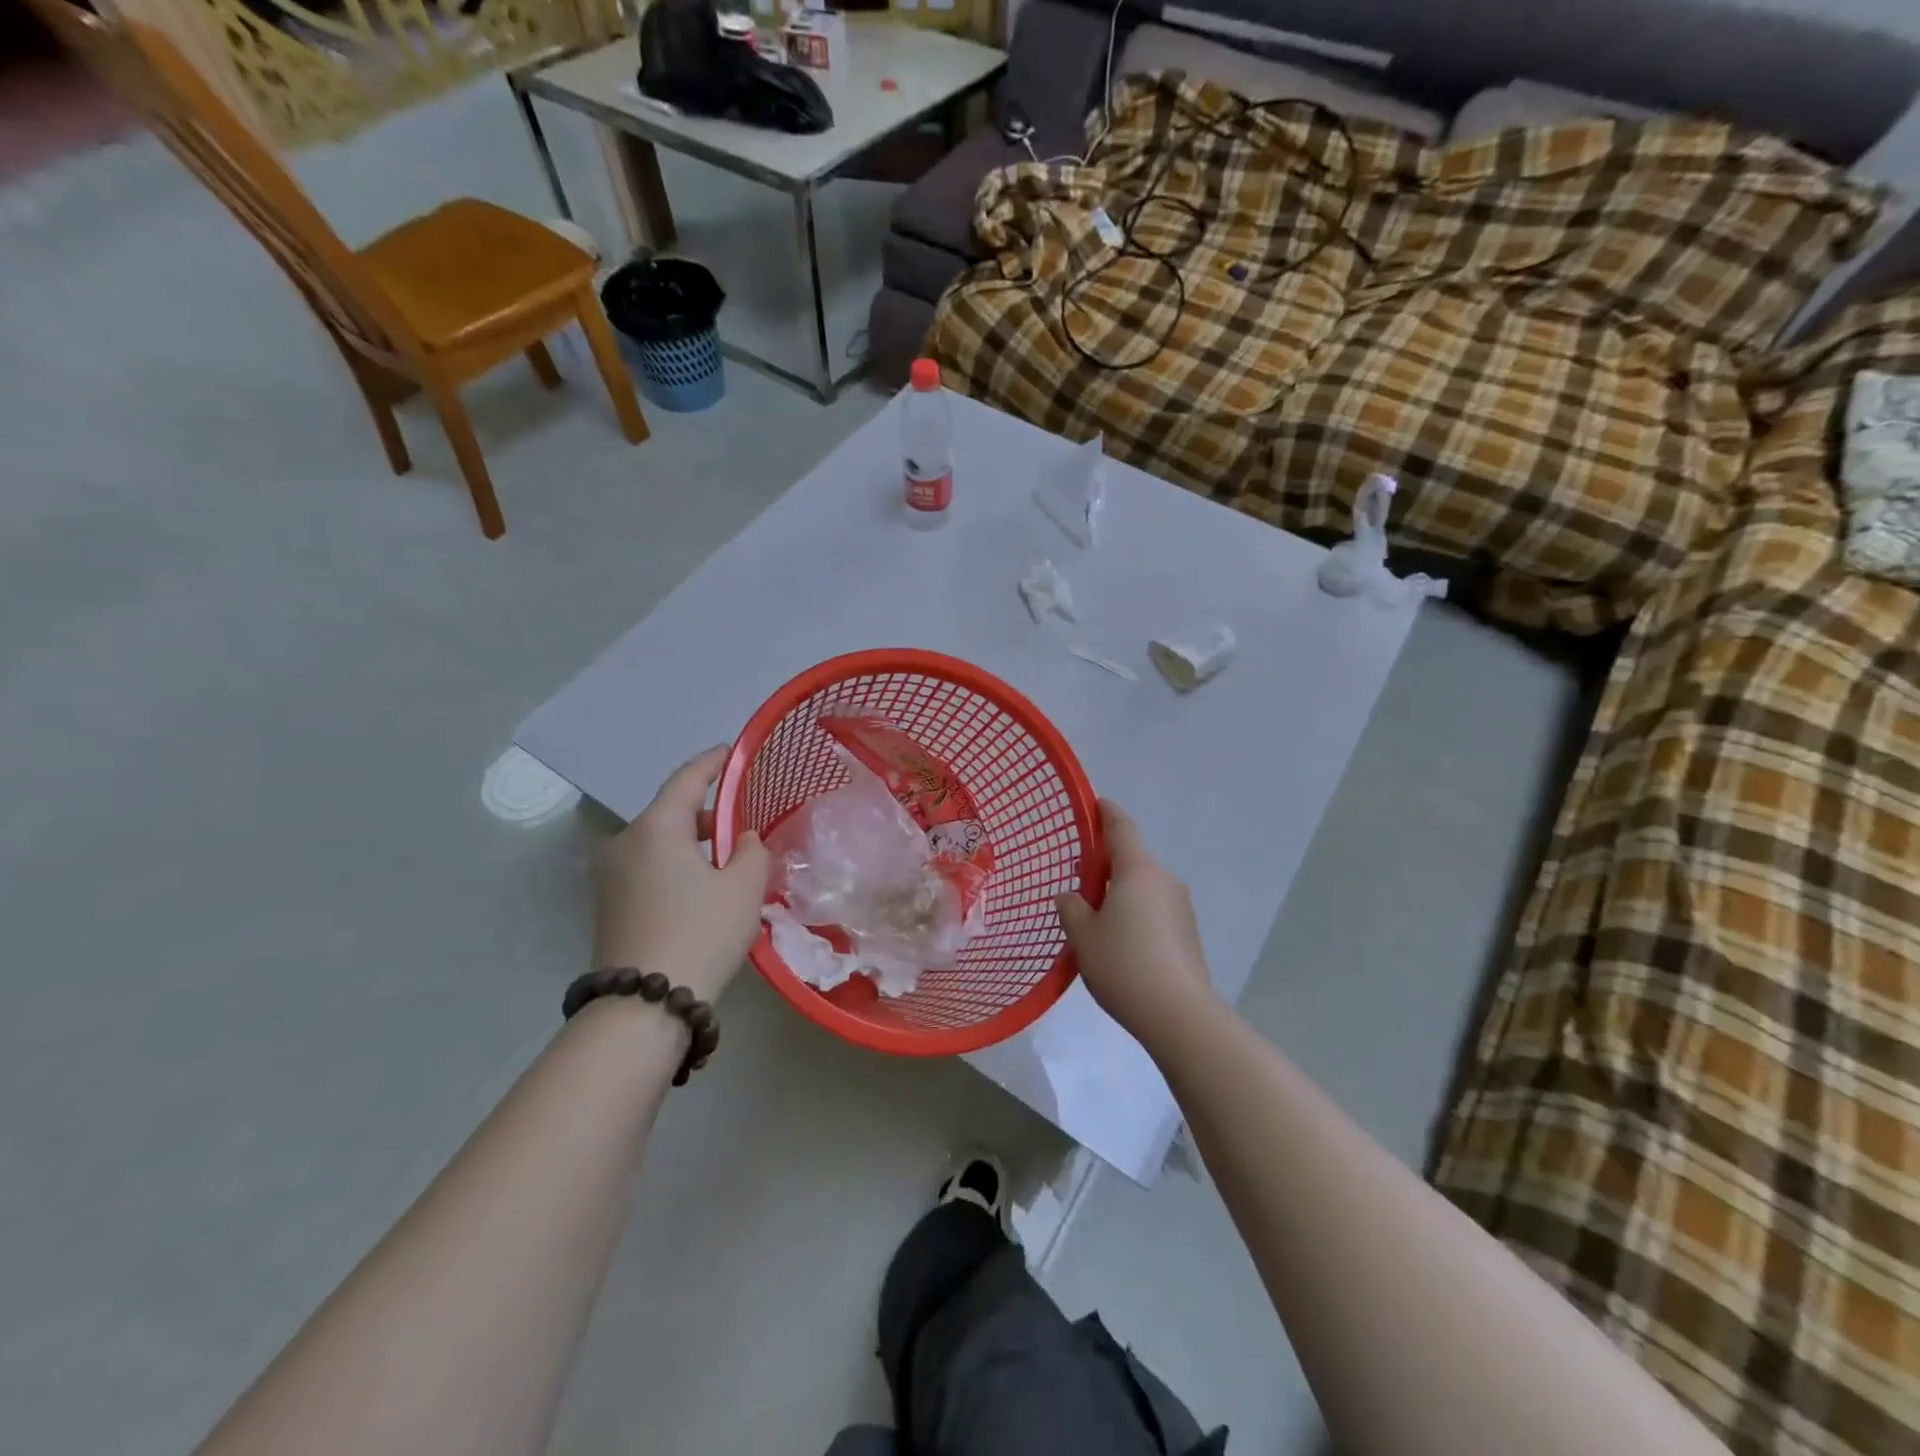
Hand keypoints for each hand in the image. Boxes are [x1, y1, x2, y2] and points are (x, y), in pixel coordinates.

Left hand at [592, 746, 768, 1002]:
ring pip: (656, 843)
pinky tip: (699, 890)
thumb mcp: (745, 887)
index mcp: (655, 828)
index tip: (731, 752)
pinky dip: (673, 866)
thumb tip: (740, 841)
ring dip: (689, 844)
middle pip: (668, 812)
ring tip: (725, 862)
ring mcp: (608, 876)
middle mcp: (623, 843)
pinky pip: (646, 868)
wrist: (644, 1004)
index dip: (712, 763)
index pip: (686, 779)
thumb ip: (751, 851)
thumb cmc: (701, 932)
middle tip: (739, 823)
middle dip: (705, 813)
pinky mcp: (606, 906)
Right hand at [1057, 800, 1218, 1041]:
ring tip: (1094, 917)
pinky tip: (1119, 942)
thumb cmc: (1124, 964)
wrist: (1179, 1014)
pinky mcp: (1188, 933)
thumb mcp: (1083, 936)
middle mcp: (1164, 880)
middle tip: (1079, 878)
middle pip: (1132, 859)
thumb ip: (1071, 908)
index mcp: (1138, 870)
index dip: (1106, 813)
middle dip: (1106, 863)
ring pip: (1143, 887)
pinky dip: (1135, 913)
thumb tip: (1071, 897)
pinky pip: (1154, 910)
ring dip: (1120, 892)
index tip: (1095, 804)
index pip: (1121, 827)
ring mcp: (1181, 907)